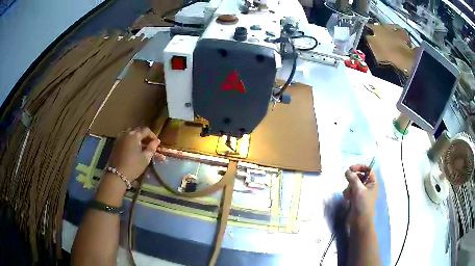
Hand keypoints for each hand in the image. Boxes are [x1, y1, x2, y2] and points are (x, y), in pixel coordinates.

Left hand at [107, 127, 161, 181]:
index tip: (156, 143)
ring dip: (137, 138)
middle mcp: (126, 133)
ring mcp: (120, 138)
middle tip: (149, 144)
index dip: (152, 135)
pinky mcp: (116, 144)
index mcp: (134, 135)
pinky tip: (133, 149)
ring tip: (141, 146)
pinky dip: (130, 141)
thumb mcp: (145, 158)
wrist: (117, 174)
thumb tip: (157, 141)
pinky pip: (125, 138)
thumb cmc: (133, 166)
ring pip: (130, 134)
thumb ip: (152, 147)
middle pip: (137, 130)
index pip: (146, 130)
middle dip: (144, 136)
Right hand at [343, 164, 377, 227]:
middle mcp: (367, 186)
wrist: (359, 221)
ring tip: (349, 194)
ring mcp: (361, 192)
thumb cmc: (362, 204)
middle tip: (348, 181)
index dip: (360, 167)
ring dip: (349, 187)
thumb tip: (347, 171)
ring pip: (353, 184)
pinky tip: (347, 198)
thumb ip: (353, 178)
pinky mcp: (355, 198)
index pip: (368, 169)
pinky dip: (348, 193)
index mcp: (372, 182)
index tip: (350, 168)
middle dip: (353, 179)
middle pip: (359, 176)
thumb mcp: (358, 189)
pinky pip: (350, 191)